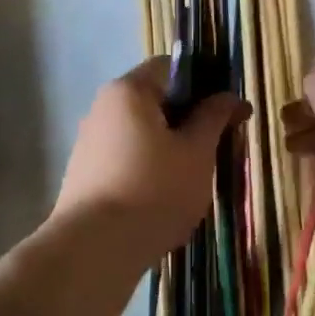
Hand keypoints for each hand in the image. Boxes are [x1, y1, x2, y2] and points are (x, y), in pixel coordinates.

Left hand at [53, 58, 248, 260]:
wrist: (97, 248)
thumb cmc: (155, 190)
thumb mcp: (197, 152)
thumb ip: (214, 118)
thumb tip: (229, 97)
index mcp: (128, 91)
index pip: (172, 67)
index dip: (206, 84)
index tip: (229, 113)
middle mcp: (102, 108)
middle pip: (156, 102)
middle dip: (190, 121)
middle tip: (219, 150)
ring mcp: (89, 144)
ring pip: (142, 135)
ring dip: (171, 149)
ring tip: (194, 181)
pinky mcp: (85, 176)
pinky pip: (127, 161)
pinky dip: (150, 171)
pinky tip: (164, 199)